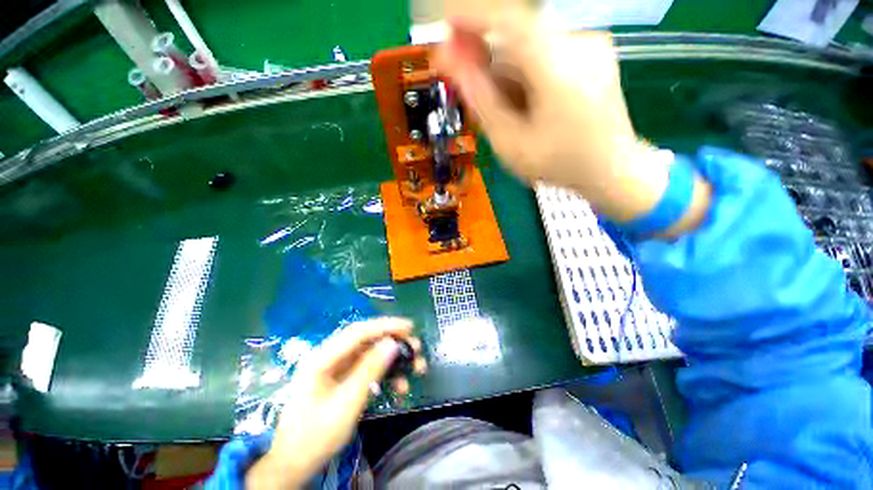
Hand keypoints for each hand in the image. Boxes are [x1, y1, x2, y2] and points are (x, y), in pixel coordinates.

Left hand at [246, 318, 426, 488]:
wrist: (294, 464)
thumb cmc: (316, 435)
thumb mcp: (346, 402)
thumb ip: (369, 370)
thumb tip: (393, 343)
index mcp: (323, 358)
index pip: (359, 331)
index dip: (385, 326)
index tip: (409, 327)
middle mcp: (330, 357)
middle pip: (367, 340)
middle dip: (393, 342)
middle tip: (416, 348)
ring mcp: (337, 368)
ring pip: (371, 354)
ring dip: (393, 360)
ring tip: (416, 369)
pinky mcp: (343, 379)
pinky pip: (368, 369)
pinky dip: (385, 374)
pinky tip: (399, 386)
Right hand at [434, 12, 671, 222]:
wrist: (611, 169)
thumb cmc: (559, 164)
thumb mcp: (511, 142)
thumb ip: (483, 101)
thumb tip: (453, 64)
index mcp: (558, 68)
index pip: (509, 20)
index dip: (472, 15)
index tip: (445, 22)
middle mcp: (578, 44)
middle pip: (518, 37)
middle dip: (486, 55)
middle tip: (464, 78)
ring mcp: (590, 47)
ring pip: (530, 48)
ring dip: (505, 70)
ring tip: (499, 106)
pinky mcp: (592, 54)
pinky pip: (546, 54)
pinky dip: (525, 73)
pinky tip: (522, 101)